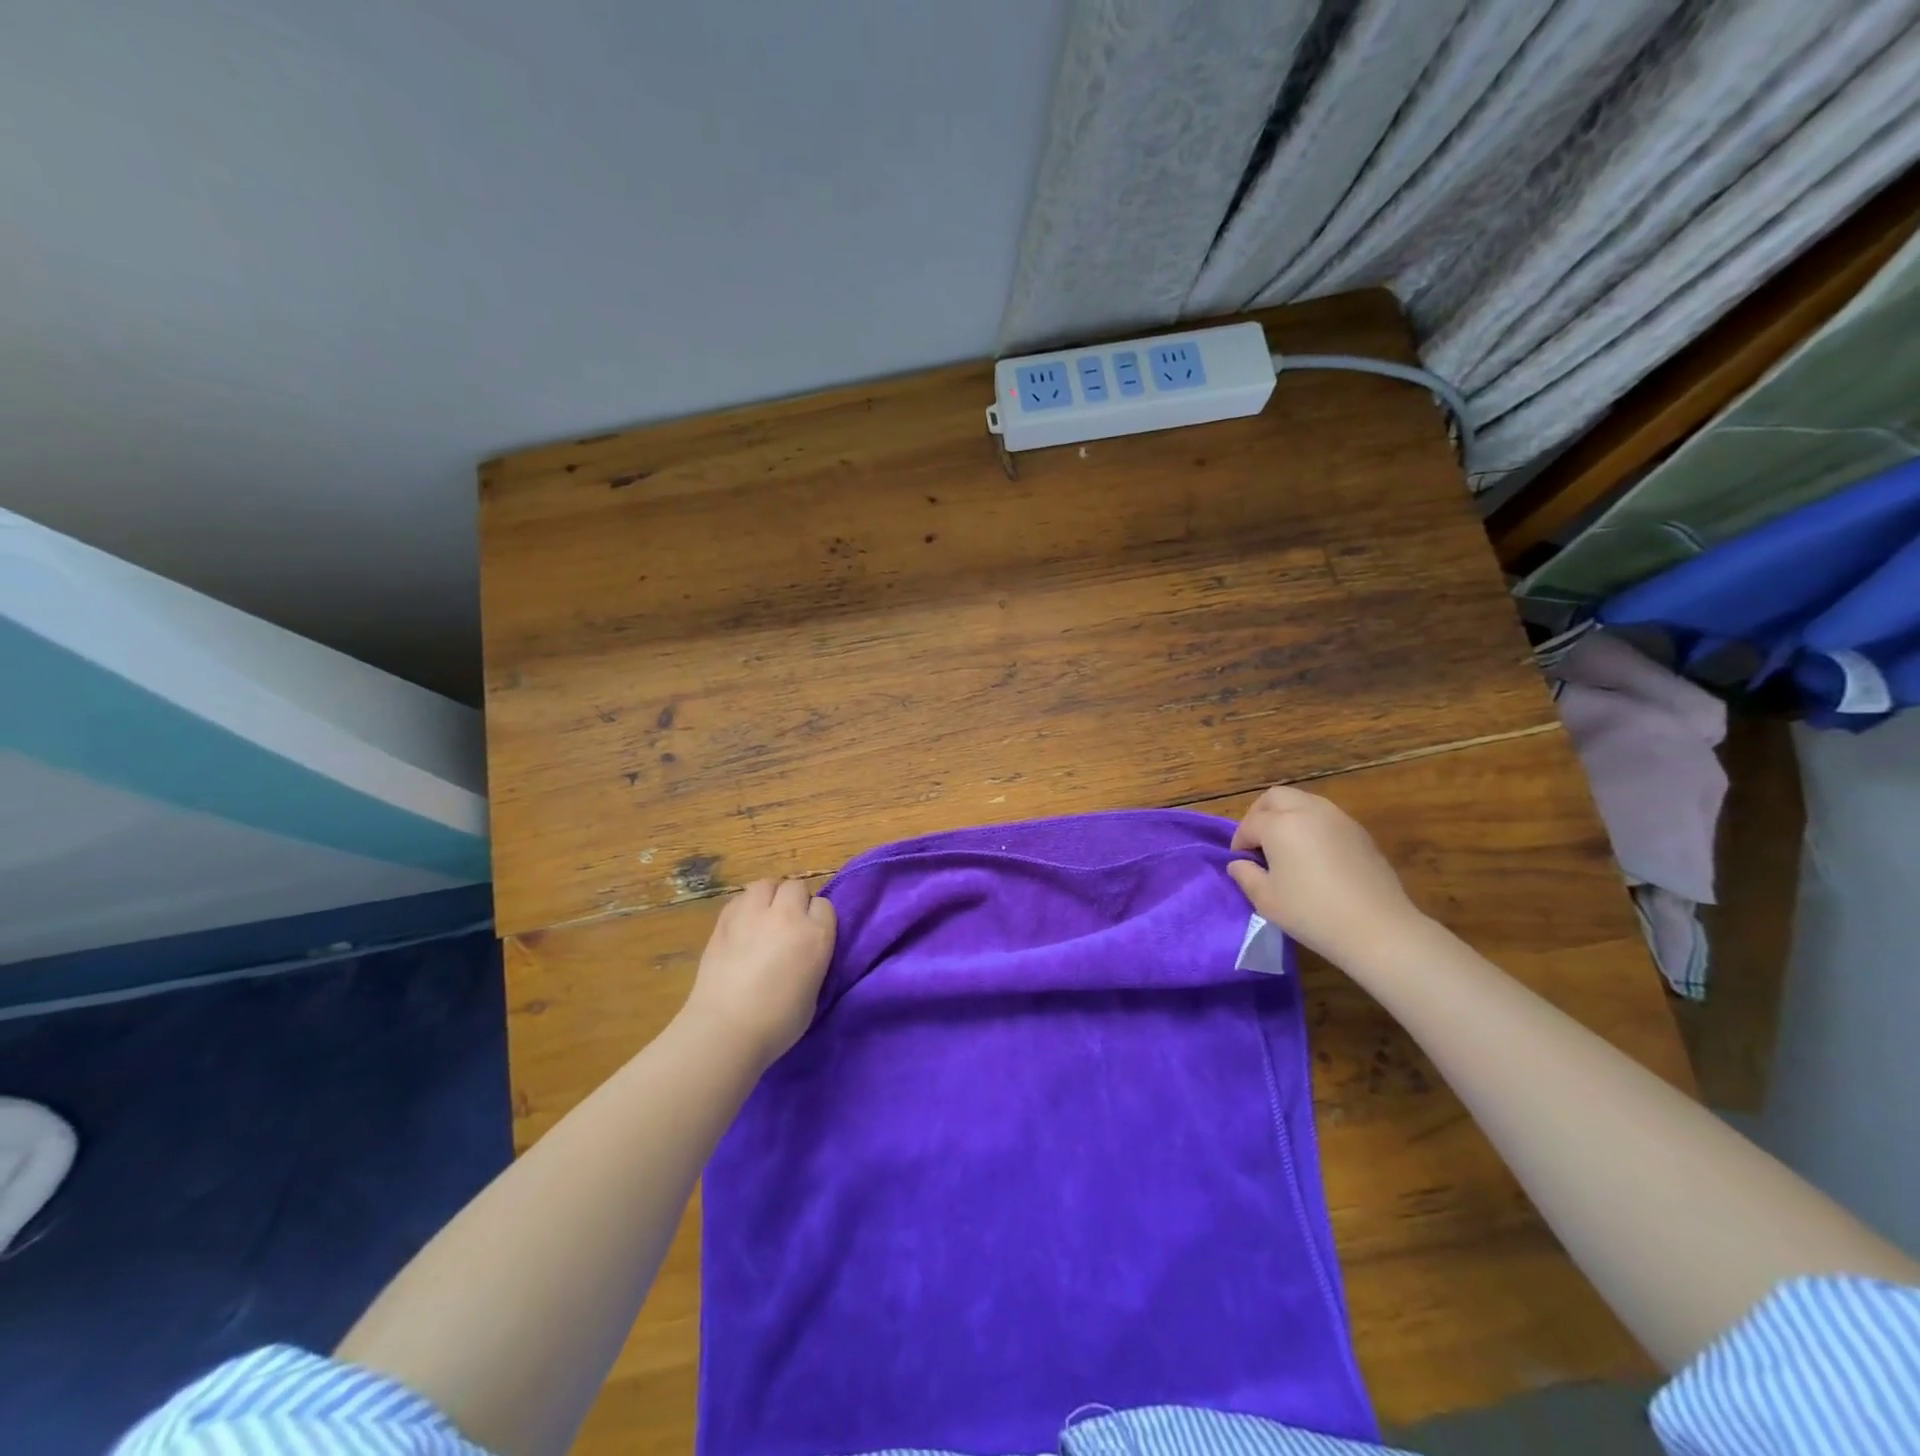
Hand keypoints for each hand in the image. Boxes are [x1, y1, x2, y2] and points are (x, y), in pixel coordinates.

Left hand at [681, 879, 836, 1069]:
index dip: (817, 919)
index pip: (824, 905)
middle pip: (795, 887)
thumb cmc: (778, 1023)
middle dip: (794, 901)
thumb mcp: (814, 991)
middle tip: (787, 926)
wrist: (725, 1030)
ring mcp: (753, 914)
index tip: (811, 936)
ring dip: (769, 897)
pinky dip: (744, 908)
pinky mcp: (724, 920)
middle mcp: (787, 915)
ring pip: (766, 884)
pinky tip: (741, 928)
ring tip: (763, 919)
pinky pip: (740, 899)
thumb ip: (814, 959)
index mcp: (816, 935)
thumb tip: (804, 950)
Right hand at [1228, 785, 1424, 964]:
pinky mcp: (1360, 832)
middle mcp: (1309, 811)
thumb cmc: (1312, 913)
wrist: (1378, 929)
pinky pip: (1326, 816)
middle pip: (1275, 797)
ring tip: (1286, 848)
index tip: (1241, 862)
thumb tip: (1239, 863)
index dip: (1239, 842)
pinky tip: (1315, 856)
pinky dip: (1311, 826)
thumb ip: (1245, 875)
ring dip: (1287, 816)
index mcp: (1281, 824)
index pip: (1250, 823)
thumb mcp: (1266, 900)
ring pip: (1303, 801)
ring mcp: (1338, 818)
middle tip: (1258, 844)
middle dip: (1260, 815)